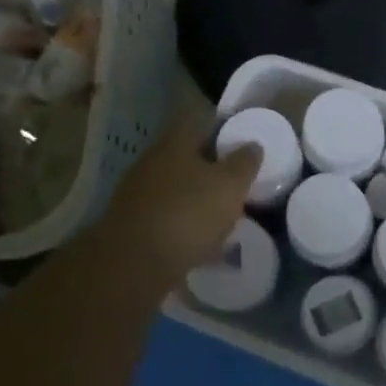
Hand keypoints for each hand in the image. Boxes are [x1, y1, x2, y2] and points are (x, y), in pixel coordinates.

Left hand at [101, 112, 261, 280]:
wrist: (134, 264)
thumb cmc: (188, 213)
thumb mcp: (230, 185)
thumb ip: (244, 163)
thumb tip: (253, 145)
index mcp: (174, 143)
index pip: (198, 120)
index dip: (221, 126)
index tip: (241, 139)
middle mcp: (151, 161)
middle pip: (185, 155)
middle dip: (210, 166)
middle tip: (235, 179)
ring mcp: (137, 194)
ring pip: (175, 187)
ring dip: (197, 198)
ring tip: (222, 215)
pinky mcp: (132, 225)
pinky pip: (167, 217)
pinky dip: (184, 225)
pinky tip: (202, 244)